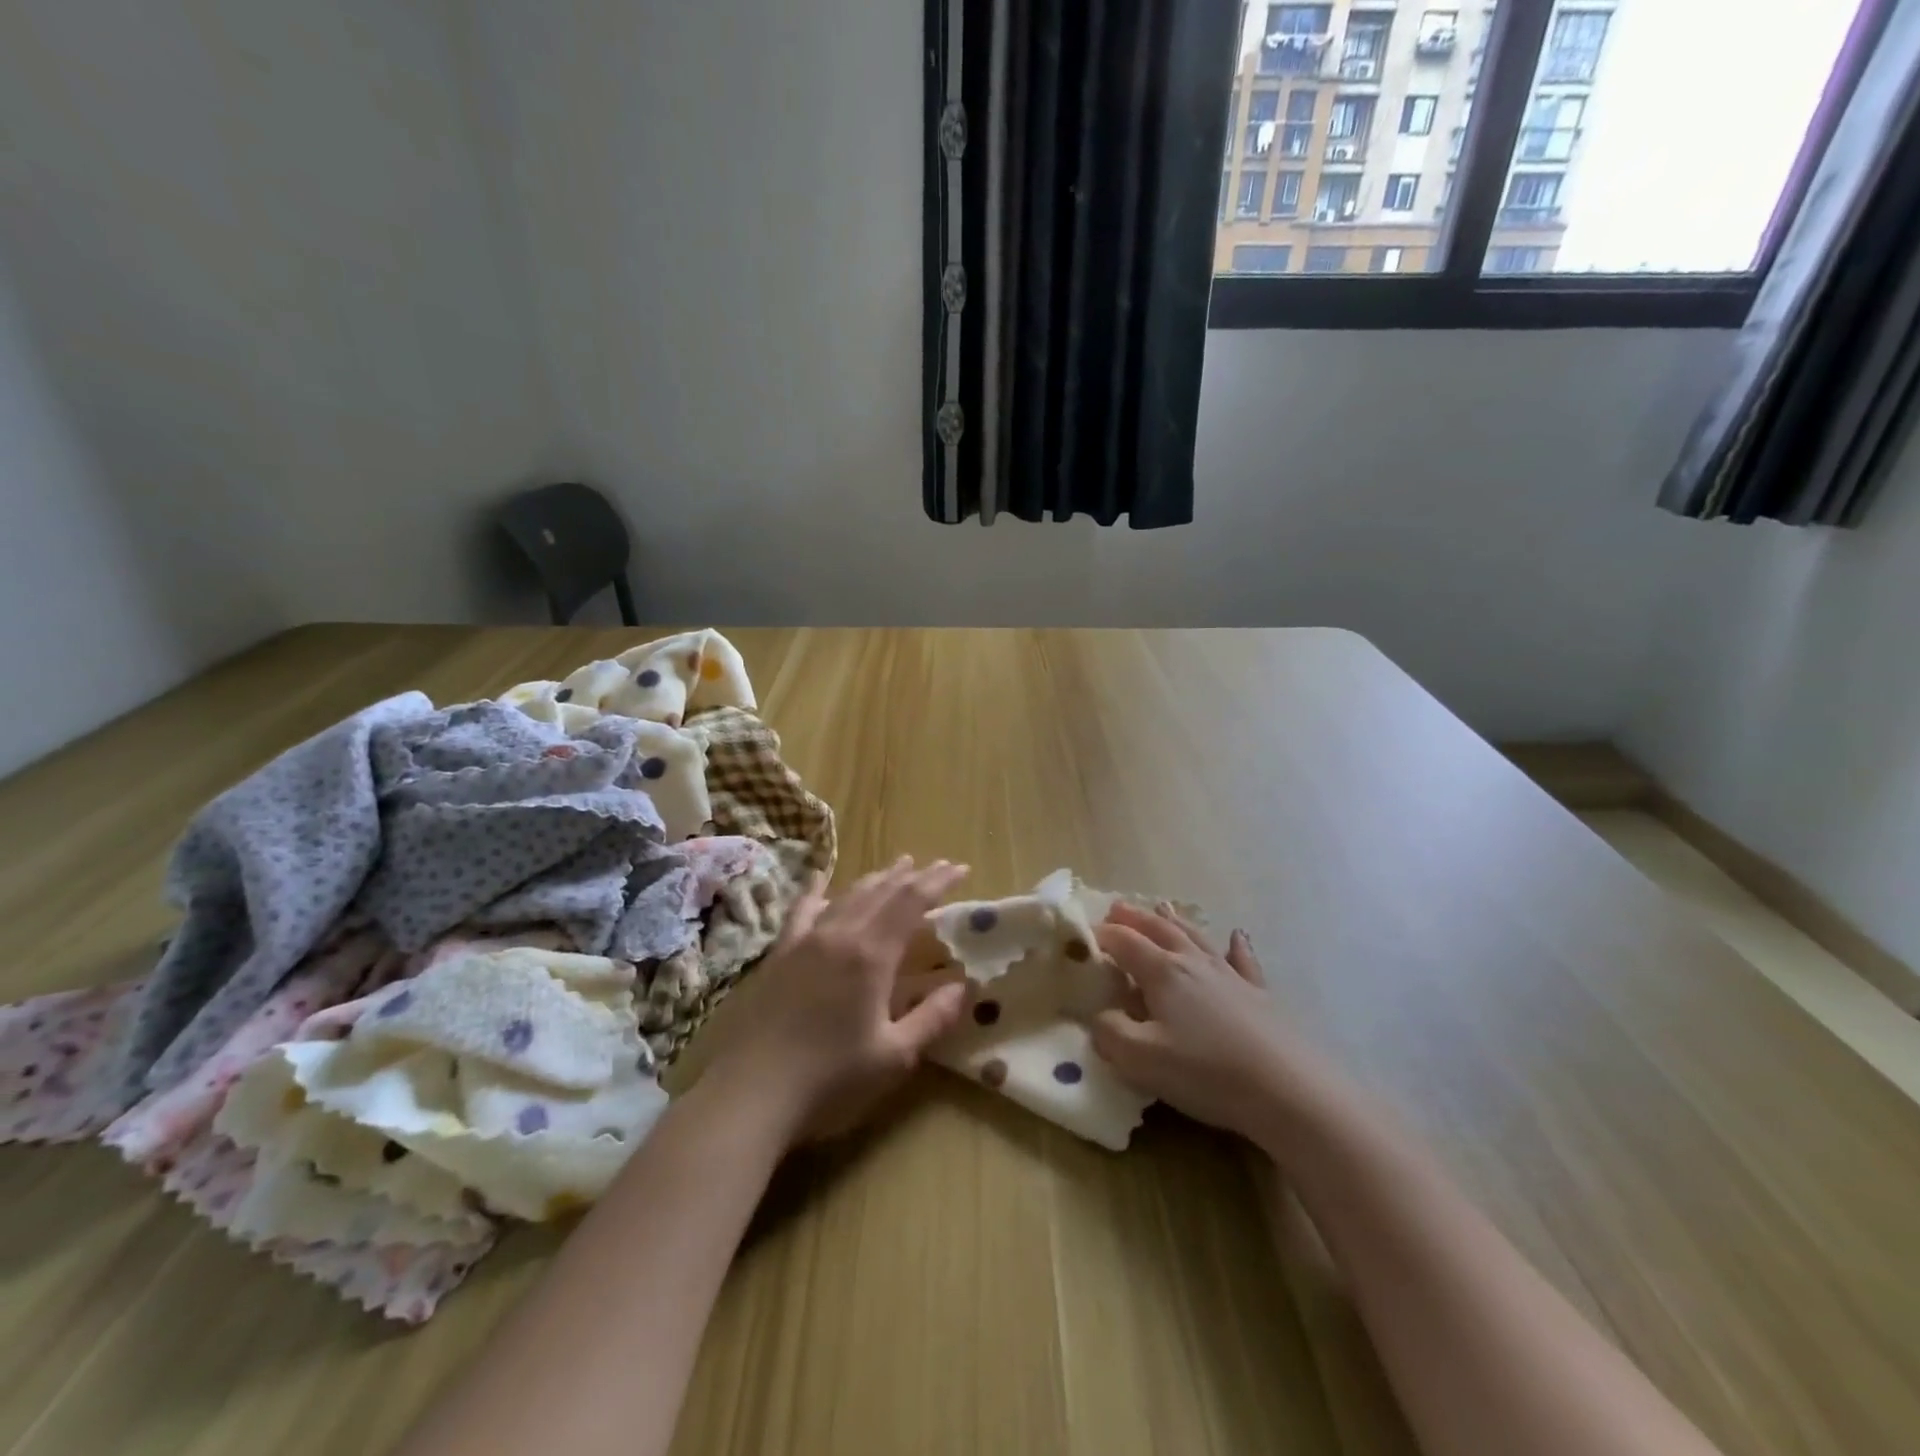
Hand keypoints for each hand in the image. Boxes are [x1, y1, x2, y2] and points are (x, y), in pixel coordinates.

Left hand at [702, 857, 972, 1145]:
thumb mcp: (893, 1057)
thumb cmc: (829, 1080)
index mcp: (872, 955)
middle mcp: (840, 934)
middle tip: (939, 865)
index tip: (960, 868)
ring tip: (898, 866)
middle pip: (883, 892)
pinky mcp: (780, 954)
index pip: (912, 902)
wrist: (750, 1094)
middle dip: (914, 876)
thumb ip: (932, 1018)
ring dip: (878, 878)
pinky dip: (818, 890)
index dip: (938, 882)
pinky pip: (803, 910)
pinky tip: (822, 879)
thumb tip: (964, 986)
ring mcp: (806, 940)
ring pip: (849, 894)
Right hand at [1091, 903, 1317, 1142]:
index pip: (1124, 942)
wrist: (1289, 1091)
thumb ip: (1110, 1033)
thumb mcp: (1142, 1060)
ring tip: (1162, 906)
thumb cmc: (1207, 1073)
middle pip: (1159, 930)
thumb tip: (1099, 1016)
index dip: (1101, 935)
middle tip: (1116, 907)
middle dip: (1135, 918)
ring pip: (1196, 937)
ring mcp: (1230, 976)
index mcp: (1163, 973)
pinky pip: (1243, 961)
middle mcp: (1194, 964)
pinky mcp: (1259, 996)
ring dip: (1175, 921)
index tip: (1082, 934)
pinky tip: (1237, 936)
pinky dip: (1236, 946)